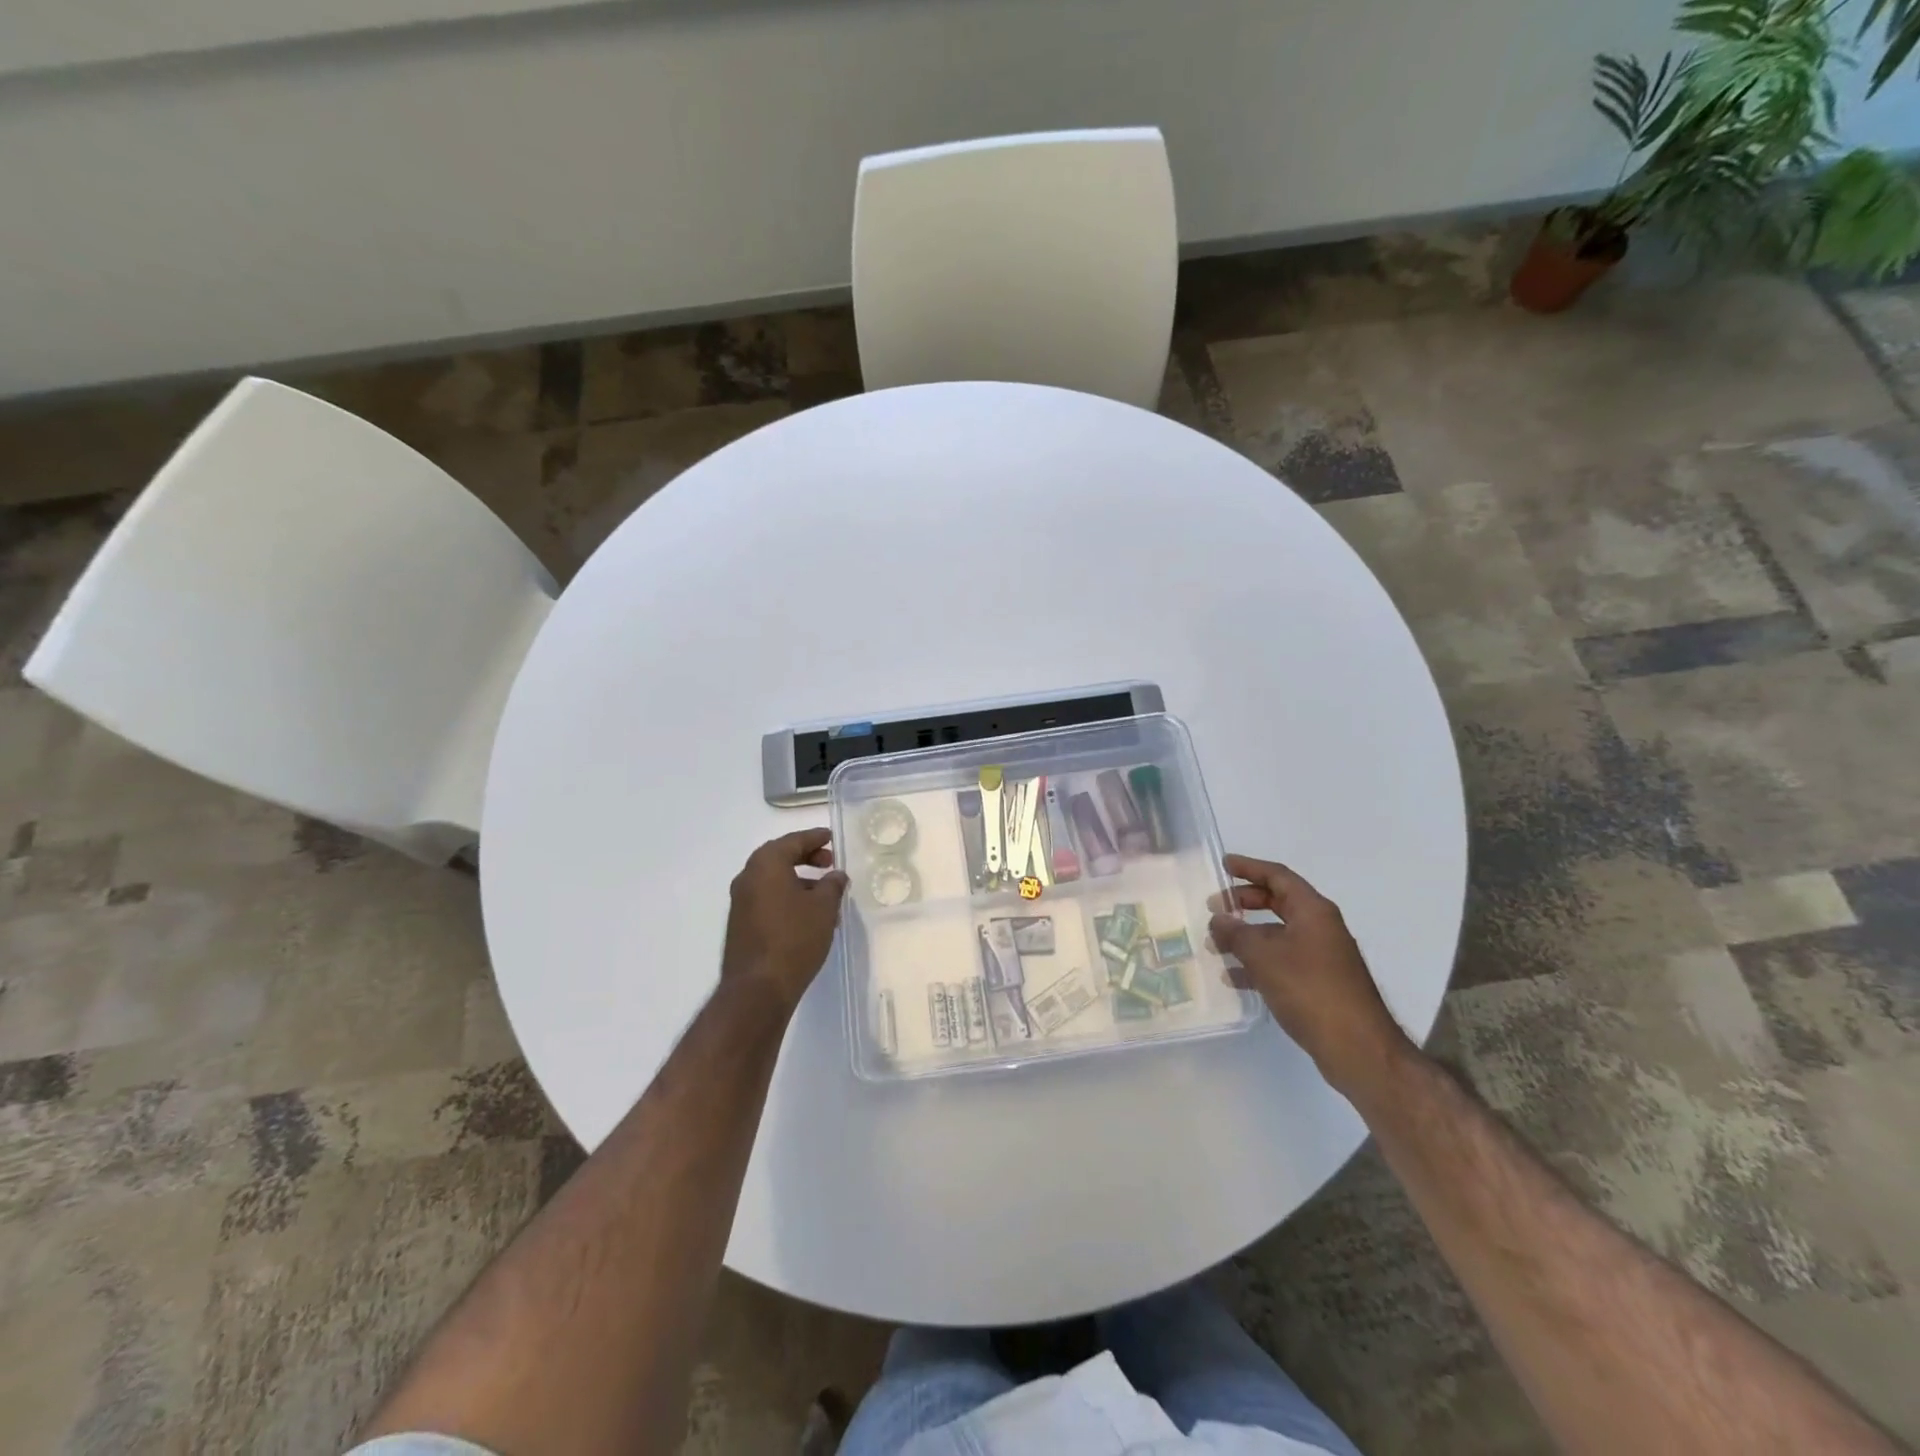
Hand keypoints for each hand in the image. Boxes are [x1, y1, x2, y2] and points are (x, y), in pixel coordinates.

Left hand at [721, 829, 848, 1010]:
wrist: (758, 988)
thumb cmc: (795, 938)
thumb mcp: (824, 907)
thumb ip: (833, 885)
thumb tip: (836, 875)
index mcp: (766, 864)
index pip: (793, 841)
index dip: (815, 838)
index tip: (831, 838)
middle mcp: (748, 877)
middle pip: (780, 857)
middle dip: (806, 858)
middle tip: (829, 863)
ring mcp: (741, 902)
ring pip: (774, 880)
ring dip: (800, 880)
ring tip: (826, 895)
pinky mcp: (741, 923)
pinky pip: (768, 899)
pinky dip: (788, 897)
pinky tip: (809, 915)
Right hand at [1210, 855, 1411, 1099]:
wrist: (1358, 1048)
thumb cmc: (1310, 990)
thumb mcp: (1264, 957)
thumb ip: (1236, 933)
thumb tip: (1218, 919)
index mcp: (1313, 911)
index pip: (1278, 876)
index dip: (1249, 867)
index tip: (1223, 865)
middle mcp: (1321, 927)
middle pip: (1278, 903)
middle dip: (1245, 903)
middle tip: (1214, 907)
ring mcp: (1322, 956)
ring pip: (1278, 935)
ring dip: (1247, 936)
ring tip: (1216, 946)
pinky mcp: (1320, 983)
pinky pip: (1283, 961)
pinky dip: (1258, 963)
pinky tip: (1234, 978)